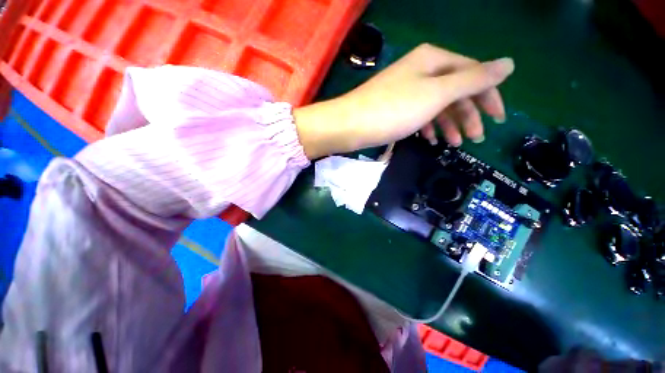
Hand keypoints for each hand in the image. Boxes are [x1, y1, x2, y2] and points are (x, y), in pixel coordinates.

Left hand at [294, 44, 514, 158]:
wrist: (351, 125)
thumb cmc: (394, 110)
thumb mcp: (437, 93)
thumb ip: (473, 79)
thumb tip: (509, 64)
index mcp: (434, 60)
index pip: (472, 74)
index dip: (488, 96)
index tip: (498, 120)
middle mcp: (421, 71)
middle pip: (454, 92)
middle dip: (467, 115)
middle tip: (474, 139)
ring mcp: (406, 92)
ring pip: (436, 106)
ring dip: (448, 125)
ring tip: (454, 144)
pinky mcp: (395, 109)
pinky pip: (419, 116)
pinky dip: (429, 127)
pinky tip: (432, 140)